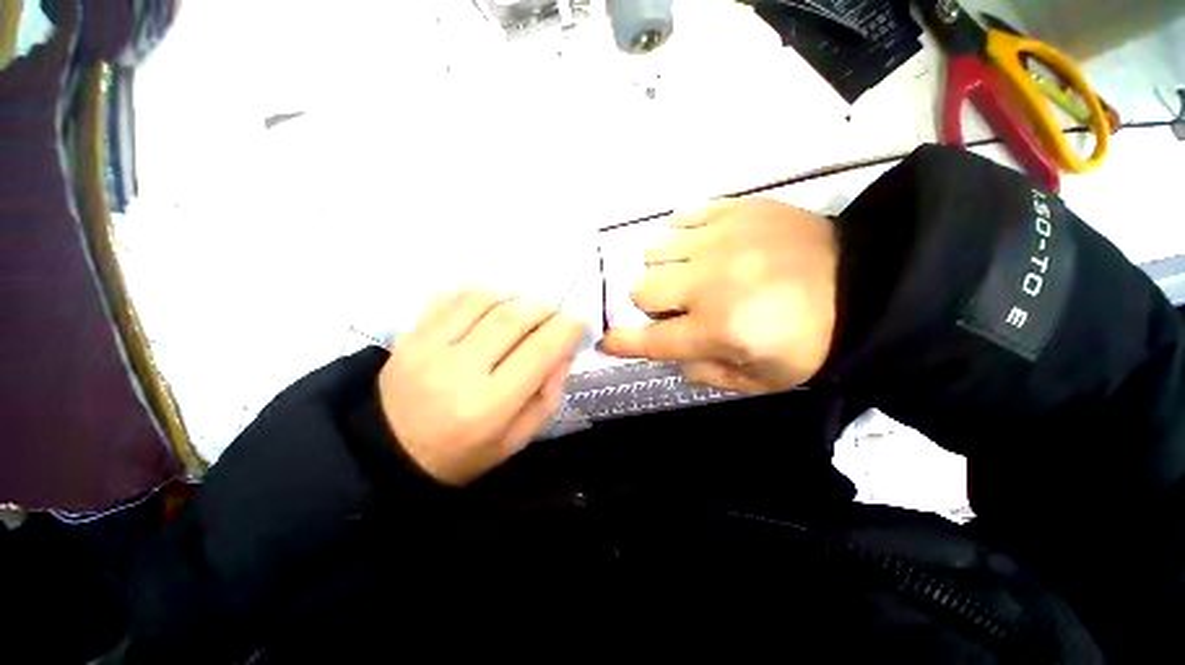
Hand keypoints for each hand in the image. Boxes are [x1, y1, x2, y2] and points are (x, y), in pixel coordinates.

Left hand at [378, 290, 583, 485]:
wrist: (387, 454)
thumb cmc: (461, 454)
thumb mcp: (516, 441)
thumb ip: (547, 397)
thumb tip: (563, 353)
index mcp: (489, 405)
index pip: (540, 350)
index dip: (567, 329)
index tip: (577, 324)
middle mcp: (459, 370)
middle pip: (513, 317)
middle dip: (545, 308)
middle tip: (554, 315)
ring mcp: (428, 347)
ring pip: (483, 298)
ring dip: (514, 296)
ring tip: (525, 309)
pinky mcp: (410, 335)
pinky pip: (451, 297)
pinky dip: (481, 294)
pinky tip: (490, 307)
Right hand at [602, 199, 837, 394]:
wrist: (865, 283)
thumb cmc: (810, 341)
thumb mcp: (759, 380)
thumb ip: (706, 374)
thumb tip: (674, 356)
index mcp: (716, 329)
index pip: (650, 339)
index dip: (622, 342)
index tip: (605, 340)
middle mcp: (708, 282)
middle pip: (641, 287)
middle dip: (649, 302)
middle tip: (674, 303)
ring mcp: (720, 239)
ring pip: (654, 250)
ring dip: (664, 268)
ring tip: (690, 272)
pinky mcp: (735, 208)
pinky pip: (682, 216)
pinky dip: (682, 234)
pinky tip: (701, 245)